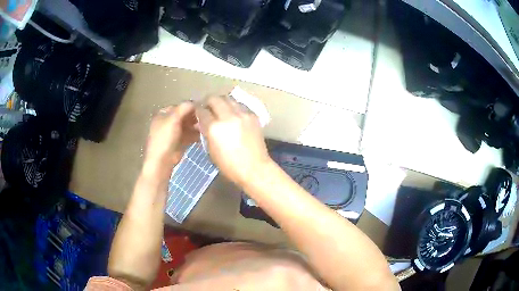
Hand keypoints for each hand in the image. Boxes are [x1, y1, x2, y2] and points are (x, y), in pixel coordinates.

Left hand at [144, 102, 198, 174]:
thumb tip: (195, 102)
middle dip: (194, 117)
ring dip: (196, 126)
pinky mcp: (178, 144)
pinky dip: (195, 135)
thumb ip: (184, 108)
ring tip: (205, 127)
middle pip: (184, 116)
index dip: (190, 107)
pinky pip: (188, 136)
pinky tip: (202, 135)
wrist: (161, 162)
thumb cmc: (165, 138)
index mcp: (163, 114)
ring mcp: (173, 134)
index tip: (202, 109)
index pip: (179, 107)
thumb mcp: (173, 119)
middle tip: (205, 119)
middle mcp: (167, 123)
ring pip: (187, 127)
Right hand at [196, 95, 271, 186]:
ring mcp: (242, 114)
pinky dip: (234, 107)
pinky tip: (233, 115)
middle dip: (208, 101)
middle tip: (208, 108)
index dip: (197, 110)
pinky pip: (240, 105)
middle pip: (214, 98)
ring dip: (222, 102)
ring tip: (220, 109)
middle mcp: (228, 117)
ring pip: (228, 99)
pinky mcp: (252, 115)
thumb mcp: (211, 150)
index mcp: (214, 128)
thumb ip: (206, 133)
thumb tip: (203, 123)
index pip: (202, 111)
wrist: (254, 168)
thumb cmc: (229, 165)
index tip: (197, 112)